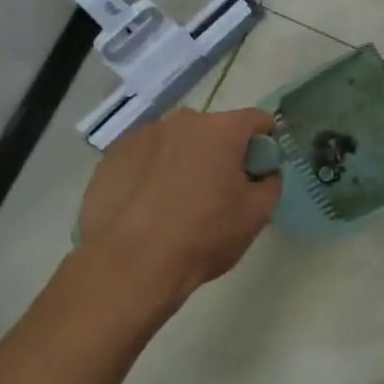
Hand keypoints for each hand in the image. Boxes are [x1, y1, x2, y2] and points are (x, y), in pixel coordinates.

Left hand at [75, 108, 281, 310]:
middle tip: (220, 191)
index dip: (266, 144)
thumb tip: (262, 173)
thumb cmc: (204, 234)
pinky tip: (149, 207)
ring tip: (179, 202)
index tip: (260, 171)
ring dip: (186, 161)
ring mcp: (141, 137)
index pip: (258, 120)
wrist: (131, 264)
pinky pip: (145, 158)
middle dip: (222, 153)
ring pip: (177, 143)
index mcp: (222, 129)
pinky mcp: (112, 158)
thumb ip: (271, 183)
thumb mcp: (258, 214)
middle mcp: (181, 122)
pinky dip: (153, 173)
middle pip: (214, 130)